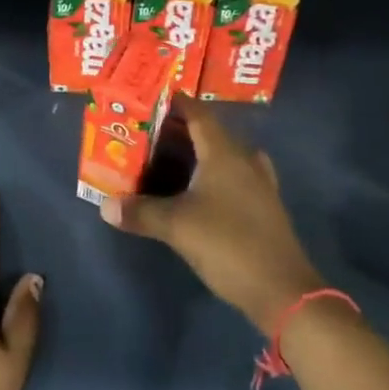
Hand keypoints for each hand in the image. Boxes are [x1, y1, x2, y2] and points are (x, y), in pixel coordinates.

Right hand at [100, 104, 321, 334]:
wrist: (283, 291)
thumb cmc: (228, 244)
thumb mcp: (177, 226)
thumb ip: (140, 212)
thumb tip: (105, 206)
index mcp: (224, 153)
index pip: (198, 113)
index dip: (176, 103)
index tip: (151, 98)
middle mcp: (244, 160)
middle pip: (211, 132)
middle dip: (181, 129)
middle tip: (150, 132)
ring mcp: (259, 184)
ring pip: (225, 155)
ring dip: (200, 152)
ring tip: (171, 157)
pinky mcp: (264, 207)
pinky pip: (235, 177)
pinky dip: (215, 175)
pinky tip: (199, 190)